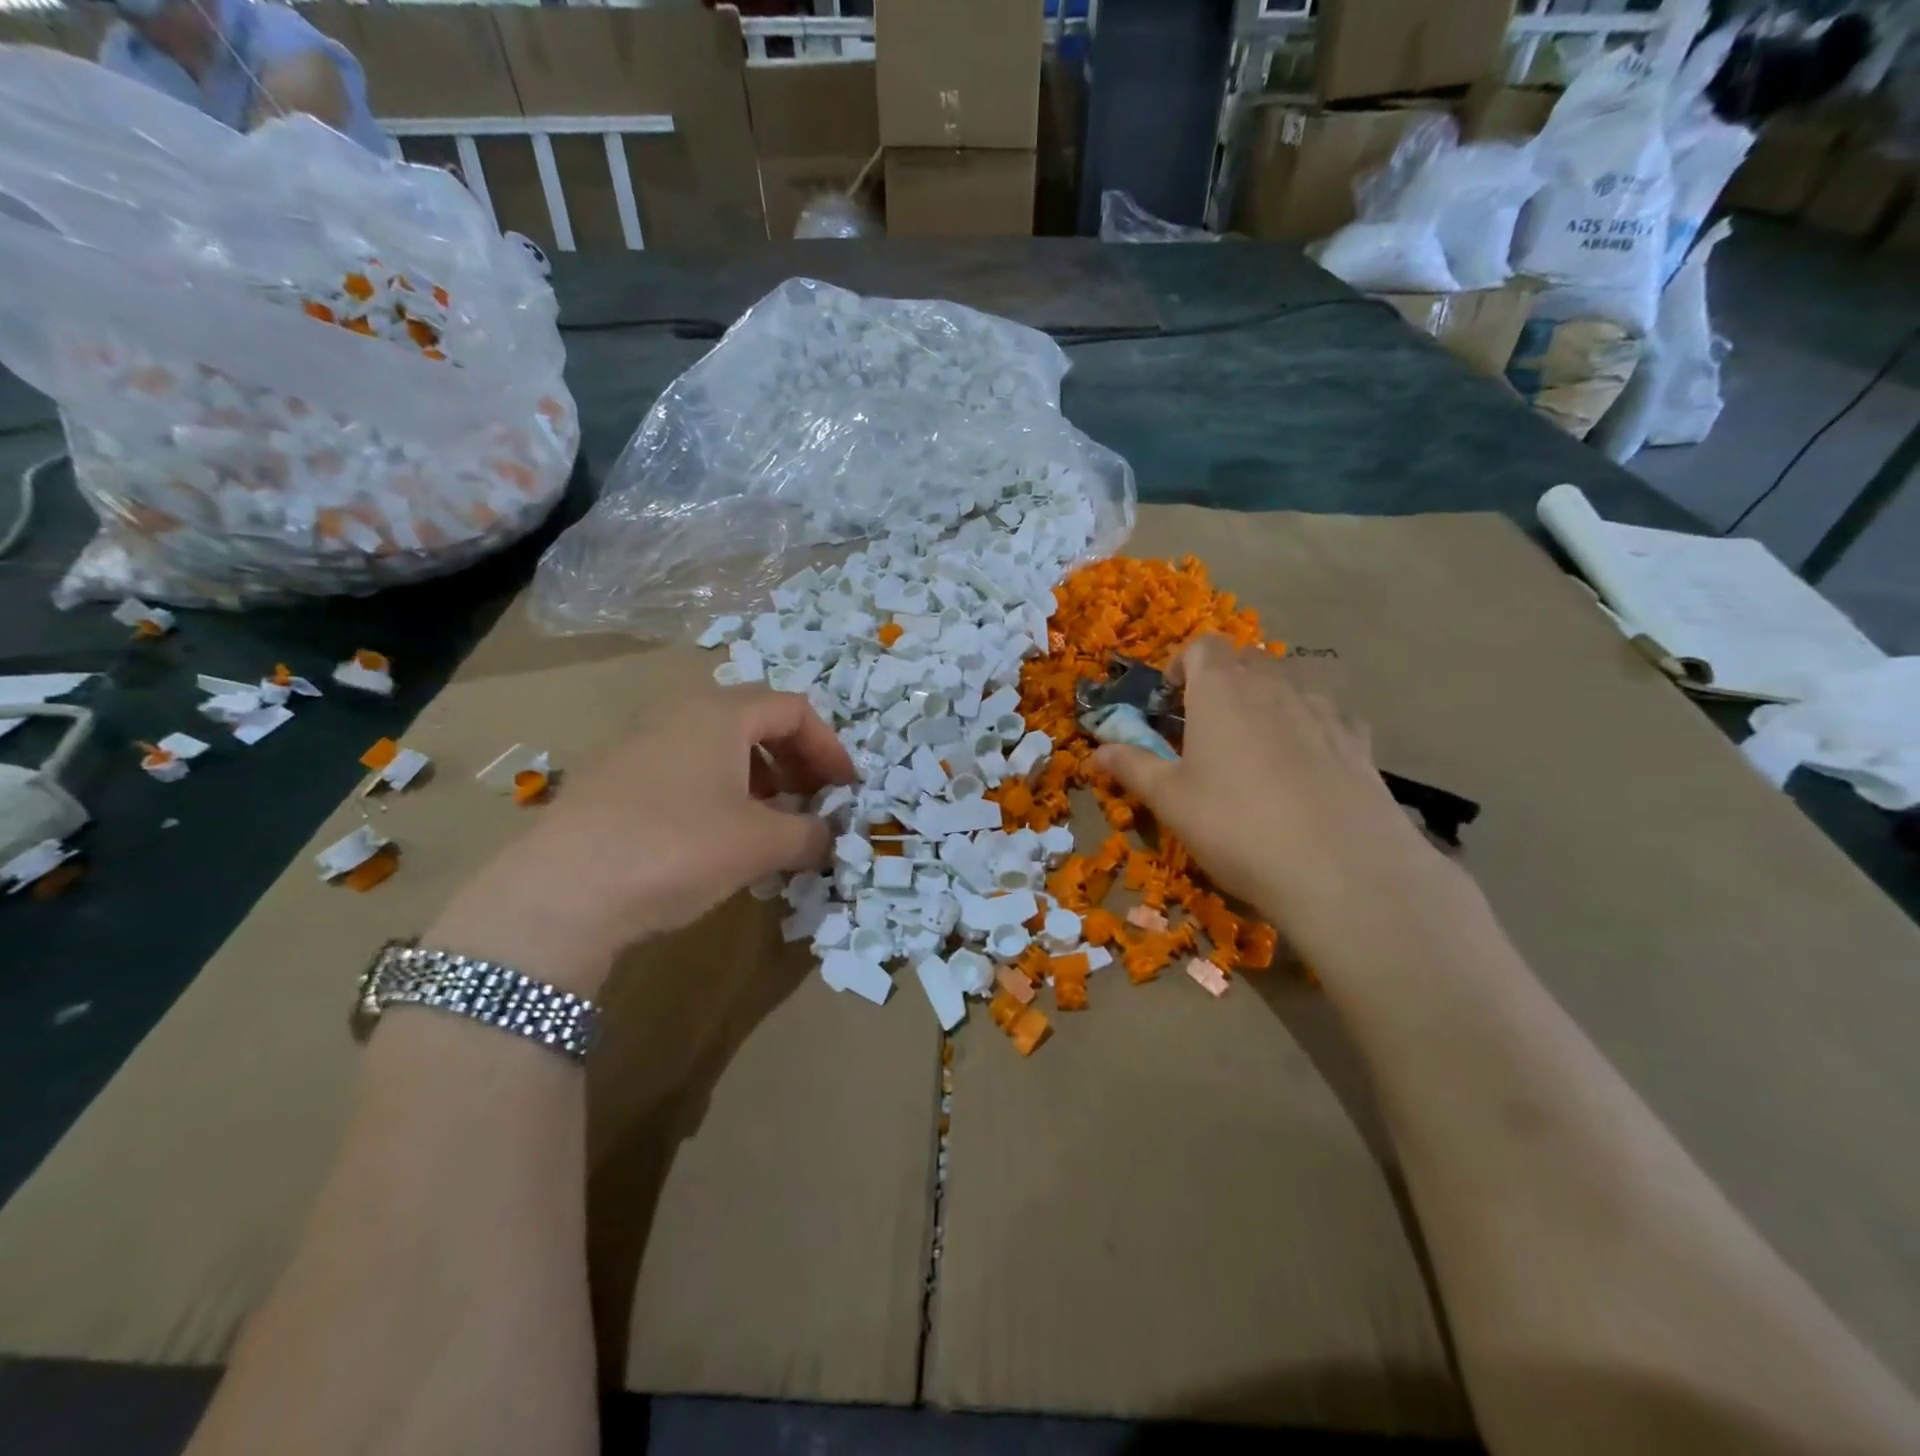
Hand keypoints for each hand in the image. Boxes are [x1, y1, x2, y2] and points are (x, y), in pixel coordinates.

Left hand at [426, 689, 853, 997]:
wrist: (559, 894)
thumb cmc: (676, 848)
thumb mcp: (760, 844)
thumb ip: (809, 835)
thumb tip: (829, 838)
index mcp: (719, 714)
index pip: (794, 709)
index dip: (829, 746)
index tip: (845, 789)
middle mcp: (678, 716)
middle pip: (756, 722)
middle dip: (796, 761)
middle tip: (812, 802)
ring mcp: (639, 746)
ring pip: (718, 749)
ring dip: (759, 779)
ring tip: (770, 824)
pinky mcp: (613, 782)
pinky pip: (685, 772)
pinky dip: (719, 794)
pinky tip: (719, 840)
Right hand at [1093, 635, 1446, 955]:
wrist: (1342, 870)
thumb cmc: (1235, 825)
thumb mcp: (1170, 800)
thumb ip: (1132, 767)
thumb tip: (1095, 752)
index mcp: (1221, 689)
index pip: (1201, 647)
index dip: (1181, 665)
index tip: (1171, 702)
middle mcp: (1274, 684)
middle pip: (1245, 659)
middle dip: (1221, 682)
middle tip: (1205, 727)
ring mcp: (1323, 709)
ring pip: (1288, 684)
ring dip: (1265, 702)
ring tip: (1254, 749)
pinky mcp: (1359, 740)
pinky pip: (1326, 716)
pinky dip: (1308, 727)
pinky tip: (1304, 768)